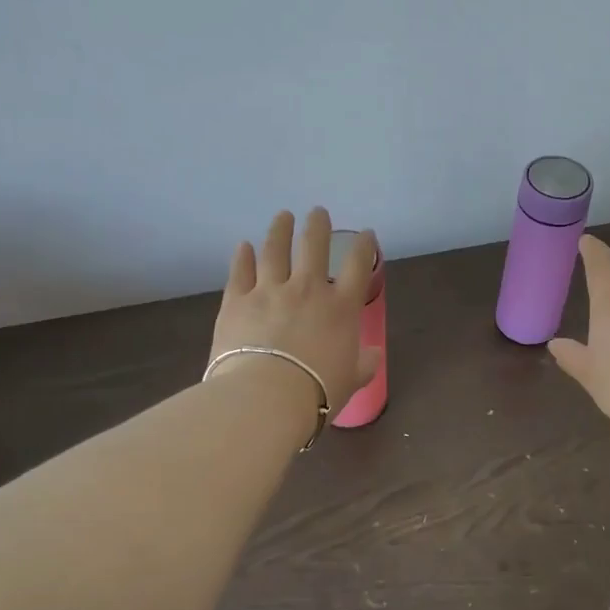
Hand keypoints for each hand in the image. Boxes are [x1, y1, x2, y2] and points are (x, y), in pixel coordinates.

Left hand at [210, 208, 379, 418]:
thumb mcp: (352, 380)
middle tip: (317, 213)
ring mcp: (269, 291)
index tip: (365, 234)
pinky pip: (240, 272)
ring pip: (275, 250)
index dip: (364, 246)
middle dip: (318, 226)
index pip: (358, 265)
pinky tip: (243, 246)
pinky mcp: (237, 301)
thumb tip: (373, 355)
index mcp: (341, 307)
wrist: (266, 397)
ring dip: (280, 230)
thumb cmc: (317, 391)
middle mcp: (307, 289)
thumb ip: (363, 364)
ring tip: (283, 216)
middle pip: (314, 246)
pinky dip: (242, 257)